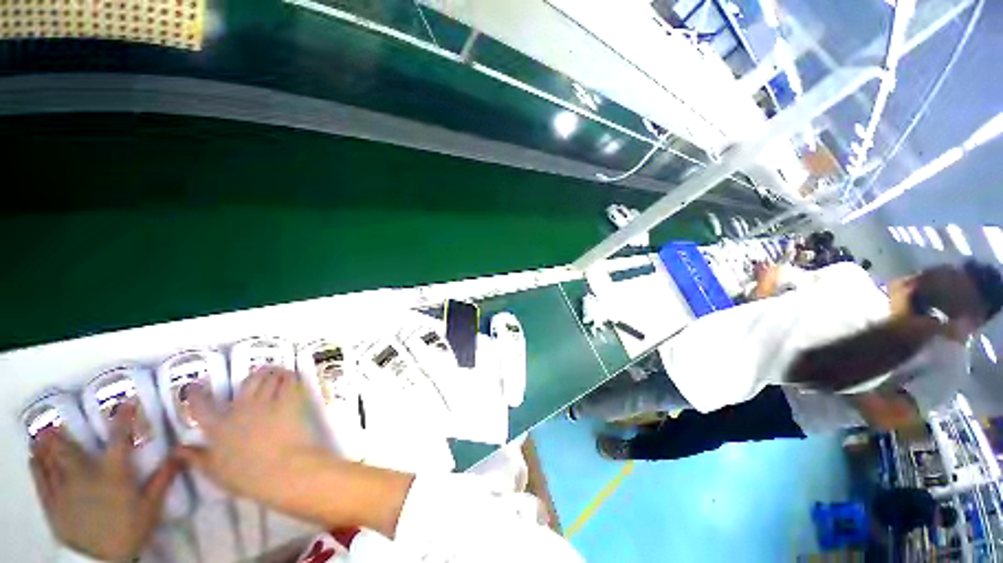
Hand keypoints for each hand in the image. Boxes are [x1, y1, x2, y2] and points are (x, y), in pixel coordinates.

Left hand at [29, 406, 179, 560]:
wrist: (102, 559)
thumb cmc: (129, 529)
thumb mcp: (151, 507)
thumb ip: (163, 479)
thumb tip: (181, 453)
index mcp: (113, 472)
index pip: (119, 438)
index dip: (123, 418)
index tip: (126, 402)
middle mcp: (85, 474)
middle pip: (71, 450)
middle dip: (61, 435)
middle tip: (53, 422)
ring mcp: (65, 489)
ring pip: (51, 463)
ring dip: (45, 448)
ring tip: (40, 436)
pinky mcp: (53, 503)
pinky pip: (41, 481)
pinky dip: (36, 467)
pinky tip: (33, 459)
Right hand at [177, 366, 320, 508]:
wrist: (282, 468)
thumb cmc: (247, 476)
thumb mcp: (215, 472)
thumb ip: (196, 458)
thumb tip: (178, 449)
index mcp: (218, 427)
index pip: (201, 405)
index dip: (196, 394)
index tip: (195, 386)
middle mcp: (241, 409)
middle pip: (245, 383)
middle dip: (251, 377)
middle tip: (256, 377)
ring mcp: (266, 402)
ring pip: (268, 377)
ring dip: (272, 373)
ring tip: (276, 373)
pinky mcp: (290, 400)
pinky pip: (289, 380)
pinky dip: (289, 376)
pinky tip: (290, 376)